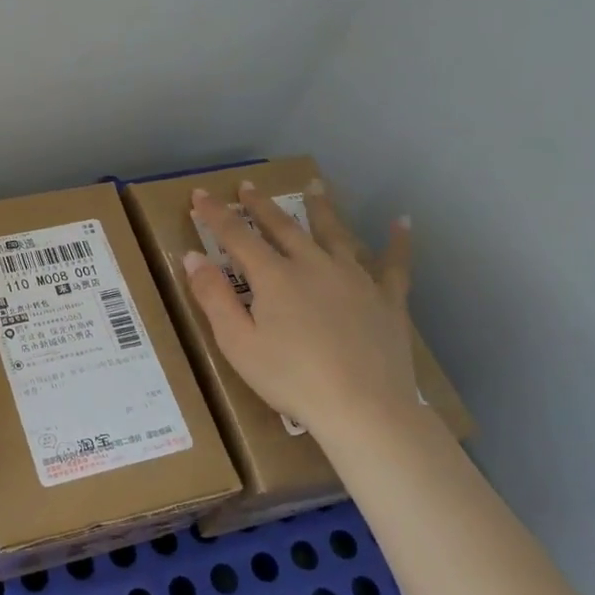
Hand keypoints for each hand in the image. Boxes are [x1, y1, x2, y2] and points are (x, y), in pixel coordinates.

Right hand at [183, 180, 417, 435]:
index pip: (237, 236)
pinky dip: (397, 241)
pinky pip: (394, 264)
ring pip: (335, 233)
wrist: (364, 409)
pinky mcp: (387, 299)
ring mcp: (355, 279)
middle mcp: (313, 265)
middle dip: (261, 206)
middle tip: (248, 186)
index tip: (200, 194)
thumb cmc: (291, 379)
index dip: (216, 214)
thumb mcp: (237, 343)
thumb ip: (212, 296)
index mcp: (274, 276)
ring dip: (321, 208)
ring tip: (315, 185)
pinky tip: (402, 222)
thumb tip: (192, 256)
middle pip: (283, 227)